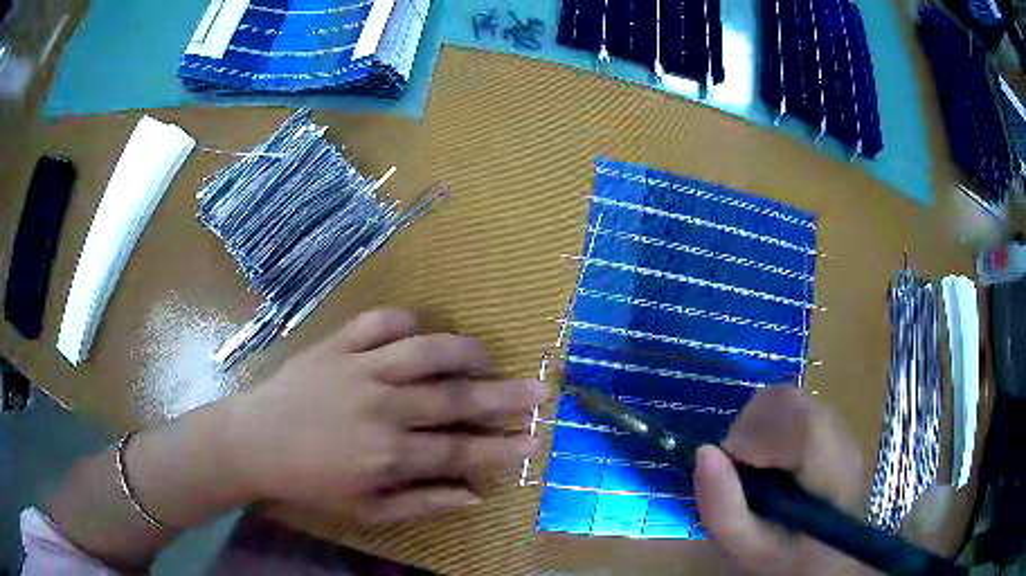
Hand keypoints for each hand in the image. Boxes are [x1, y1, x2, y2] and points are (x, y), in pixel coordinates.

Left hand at [226, 309, 545, 522]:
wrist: (252, 442)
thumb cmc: (309, 482)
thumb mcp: (366, 509)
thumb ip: (422, 503)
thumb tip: (473, 494)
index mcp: (389, 453)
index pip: (461, 449)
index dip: (501, 446)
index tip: (534, 440)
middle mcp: (383, 407)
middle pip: (455, 398)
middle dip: (504, 396)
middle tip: (540, 391)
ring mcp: (359, 368)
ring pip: (425, 351)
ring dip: (463, 351)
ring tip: (487, 357)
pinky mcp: (337, 344)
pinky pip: (379, 321)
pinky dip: (405, 319)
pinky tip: (420, 327)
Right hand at [694, 387, 874, 574]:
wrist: (827, 558)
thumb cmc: (786, 559)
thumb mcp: (746, 548)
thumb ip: (722, 506)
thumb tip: (703, 450)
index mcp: (832, 473)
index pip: (801, 424)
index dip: (756, 434)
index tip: (729, 465)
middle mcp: (844, 439)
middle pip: (791, 400)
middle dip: (750, 426)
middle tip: (737, 467)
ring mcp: (843, 427)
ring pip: (791, 396)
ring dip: (758, 423)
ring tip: (752, 462)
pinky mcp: (835, 425)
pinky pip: (796, 405)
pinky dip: (771, 423)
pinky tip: (770, 458)